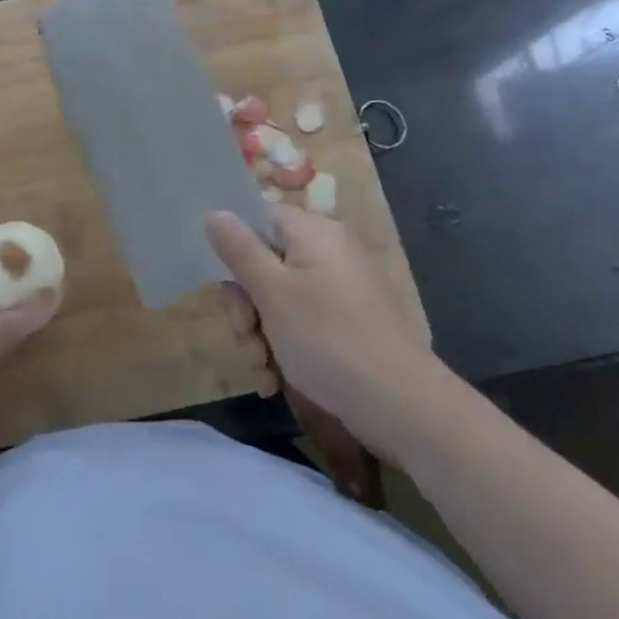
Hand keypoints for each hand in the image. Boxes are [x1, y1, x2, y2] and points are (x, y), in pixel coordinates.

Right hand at [206, 206, 435, 449]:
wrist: (403, 407)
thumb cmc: (329, 339)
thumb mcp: (273, 293)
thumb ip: (240, 250)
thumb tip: (215, 212)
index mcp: (314, 233)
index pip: (260, 218)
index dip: (236, 248)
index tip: (227, 286)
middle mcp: (330, 252)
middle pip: (267, 261)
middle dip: (247, 303)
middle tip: (246, 335)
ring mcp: (342, 289)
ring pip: (280, 298)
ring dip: (262, 332)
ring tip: (264, 368)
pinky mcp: (350, 322)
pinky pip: (304, 321)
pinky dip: (286, 345)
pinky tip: (277, 379)